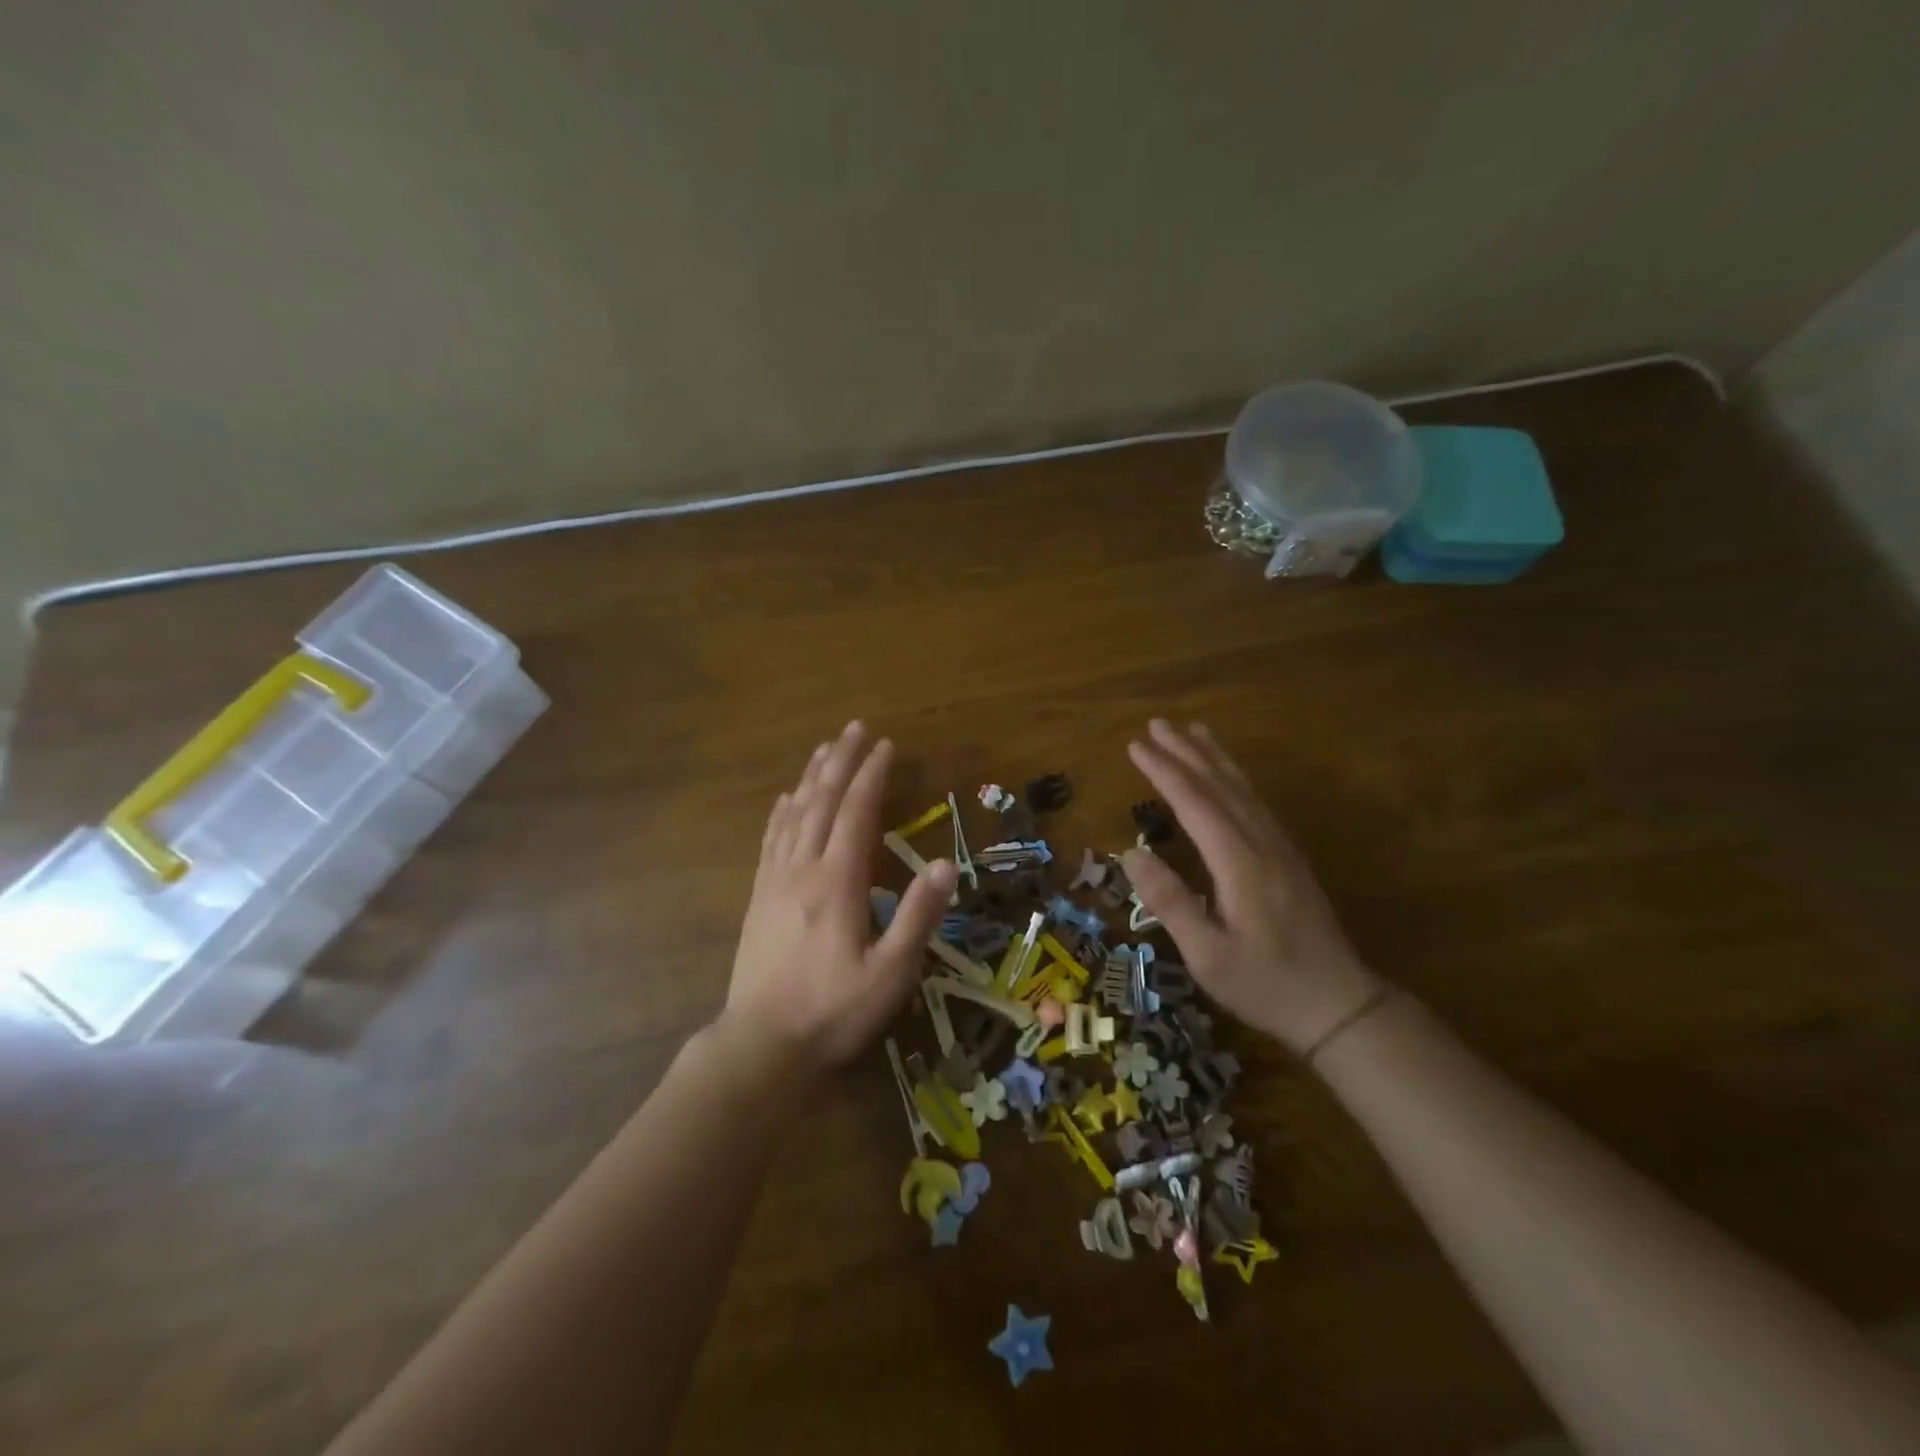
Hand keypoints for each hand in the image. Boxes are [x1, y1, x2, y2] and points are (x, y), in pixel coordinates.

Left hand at [721, 721, 956, 1078]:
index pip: (857, 813)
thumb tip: (944, 864)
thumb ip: (918, 916)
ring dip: (812, 777)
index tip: (886, 745)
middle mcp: (803, 869)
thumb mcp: (890, 972)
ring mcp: (775, 881)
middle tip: (855, 728)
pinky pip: (771, 840)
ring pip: (795, 814)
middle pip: (823, 801)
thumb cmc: (833, 1011)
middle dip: (841, 762)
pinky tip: (786, 799)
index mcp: (838, 881)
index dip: (872, 775)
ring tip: (825, 748)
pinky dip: (782, 812)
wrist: (761, 1045)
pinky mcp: (759, 897)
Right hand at [1122, 720, 1381, 1055]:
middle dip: (1186, 752)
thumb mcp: (1207, 955)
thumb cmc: (1265, 984)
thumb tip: (1132, 852)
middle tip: (1157, 724)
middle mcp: (1261, 844)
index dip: (1163, 771)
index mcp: (1239, 863)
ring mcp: (1280, 848)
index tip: (1135, 745)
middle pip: (1220, 785)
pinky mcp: (1288, 857)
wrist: (1338, 1004)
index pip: (1195, 803)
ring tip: (1193, 730)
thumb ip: (1169, 902)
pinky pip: (1256, 803)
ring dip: (1214, 757)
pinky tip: (1228, 775)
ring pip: (1243, 789)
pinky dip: (1236, 778)